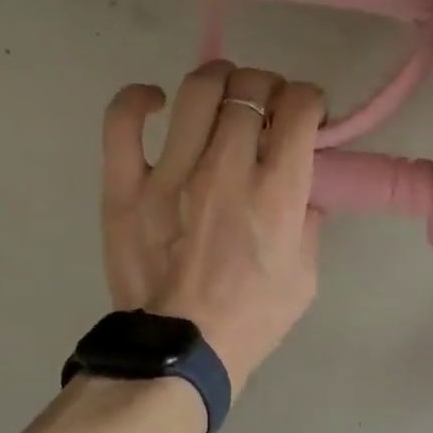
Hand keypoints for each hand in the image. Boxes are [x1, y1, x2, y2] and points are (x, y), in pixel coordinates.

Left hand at [101, 61, 324, 393]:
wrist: (184, 352)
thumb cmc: (252, 320)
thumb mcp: (305, 277)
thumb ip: (308, 224)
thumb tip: (300, 191)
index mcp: (277, 194)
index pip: (299, 109)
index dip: (309, 100)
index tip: (307, 115)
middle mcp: (227, 170)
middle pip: (251, 88)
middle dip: (269, 88)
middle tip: (267, 110)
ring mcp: (170, 174)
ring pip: (197, 90)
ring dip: (220, 80)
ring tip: (223, 97)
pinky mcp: (125, 187)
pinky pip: (122, 121)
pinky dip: (139, 100)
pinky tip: (157, 103)